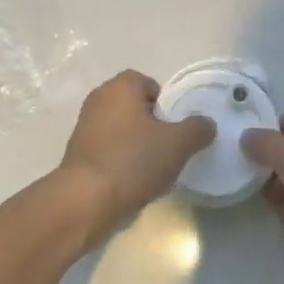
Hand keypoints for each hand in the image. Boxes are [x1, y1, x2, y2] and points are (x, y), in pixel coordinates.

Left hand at [57, 70, 214, 243]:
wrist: (85, 200)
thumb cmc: (133, 160)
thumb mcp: (178, 144)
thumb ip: (197, 129)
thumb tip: (206, 124)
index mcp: (121, 86)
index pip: (149, 84)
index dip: (166, 104)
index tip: (174, 129)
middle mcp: (99, 98)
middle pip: (135, 106)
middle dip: (152, 125)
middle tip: (167, 148)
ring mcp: (84, 125)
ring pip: (120, 128)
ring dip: (136, 144)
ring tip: (150, 170)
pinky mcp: (77, 151)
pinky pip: (107, 148)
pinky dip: (119, 159)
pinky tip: (130, 182)